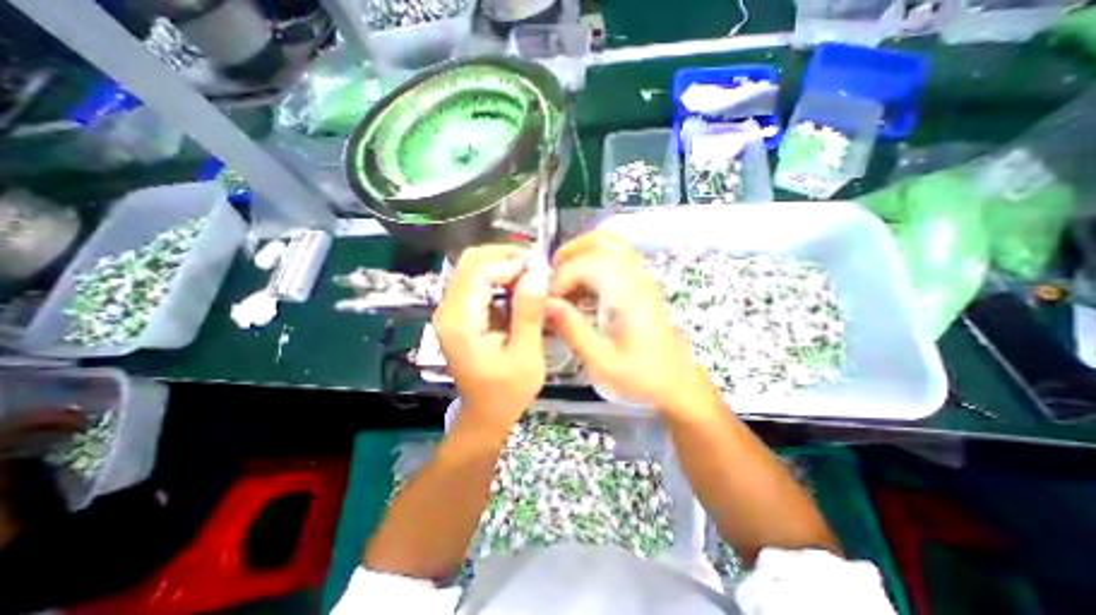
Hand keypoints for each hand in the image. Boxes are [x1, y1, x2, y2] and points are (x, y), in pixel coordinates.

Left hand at [430, 243, 545, 427]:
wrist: (486, 414)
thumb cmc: (507, 392)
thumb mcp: (526, 355)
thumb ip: (529, 313)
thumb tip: (537, 273)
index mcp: (460, 321)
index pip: (479, 270)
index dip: (511, 263)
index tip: (541, 271)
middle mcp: (448, 309)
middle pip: (472, 262)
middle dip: (507, 258)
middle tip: (538, 271)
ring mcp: (451, 310)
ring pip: (475, 268)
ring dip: (506, 267)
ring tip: (533, 280)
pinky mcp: (460, 313)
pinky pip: (479, 282)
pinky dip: (501, 279)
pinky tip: (521, 291)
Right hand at [545, 233, 711, 409]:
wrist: (676, 382)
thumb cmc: (641, 375)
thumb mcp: (601, 360)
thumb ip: (572, 329)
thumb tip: (545, 303)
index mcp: (628, 293)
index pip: (587, 264)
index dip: (561, 277)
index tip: (548, 300)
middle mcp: (636, 276)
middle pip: (600, 241)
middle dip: (569, 254)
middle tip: (551, 280)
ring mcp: (641, 277)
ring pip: (609, 245)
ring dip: (580, 256)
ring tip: (563, 284)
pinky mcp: (640, 285)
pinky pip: (614, 259)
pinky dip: (592, 264)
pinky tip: (581, 291)